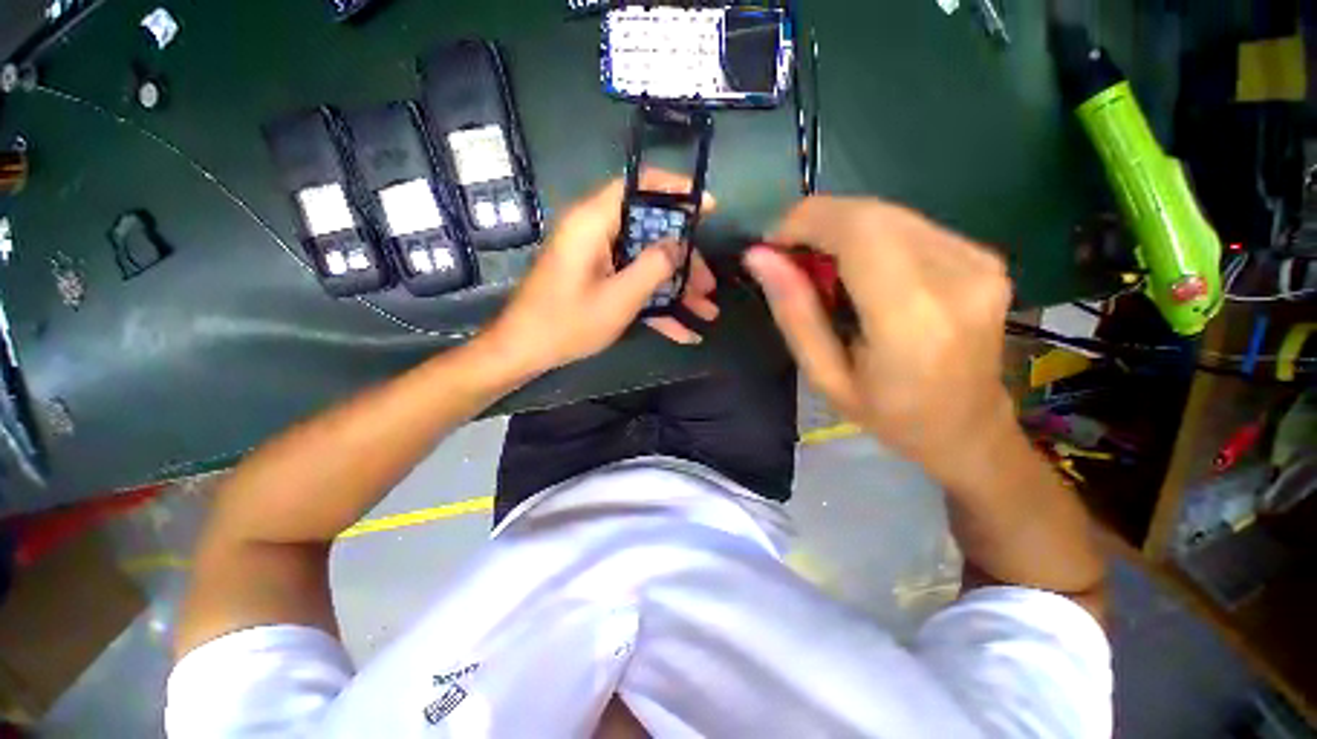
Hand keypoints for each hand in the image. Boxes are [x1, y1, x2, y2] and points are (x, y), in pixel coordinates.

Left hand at [481, 169, 718, 375]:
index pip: (639, 187)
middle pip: (651, 233)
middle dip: (685, 262)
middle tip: (709, 285)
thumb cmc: (567, 323)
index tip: (709, 207)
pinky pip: (633, 284)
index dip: (676, 192)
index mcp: (594, 223)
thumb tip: (679, 244)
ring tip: (707, 312)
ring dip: (676, 289)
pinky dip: (656, 305)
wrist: (524, 351)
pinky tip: (684, 333)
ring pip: (646, 263)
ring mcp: (597, 260)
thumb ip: (653, 267)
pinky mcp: (598, 280)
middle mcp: (596, 233)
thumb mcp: (618, 298)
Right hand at [744, 197, 1015, 486]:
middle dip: (818, 223)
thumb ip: (793, 313)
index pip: (858, 230)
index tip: (772, 244)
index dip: (807, 221)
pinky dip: (871, 238)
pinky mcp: (985, 256)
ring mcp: (980, 262)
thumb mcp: (825, 376)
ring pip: (889, 214)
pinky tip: (860, 271)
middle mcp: (957, 277)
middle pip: (873, 213)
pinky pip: (910, 226)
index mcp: (911, 319)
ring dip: (842, 231)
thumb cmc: (888, 414)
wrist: (968, 426)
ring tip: (822, 271)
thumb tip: (758, 257)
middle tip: (790, 259)